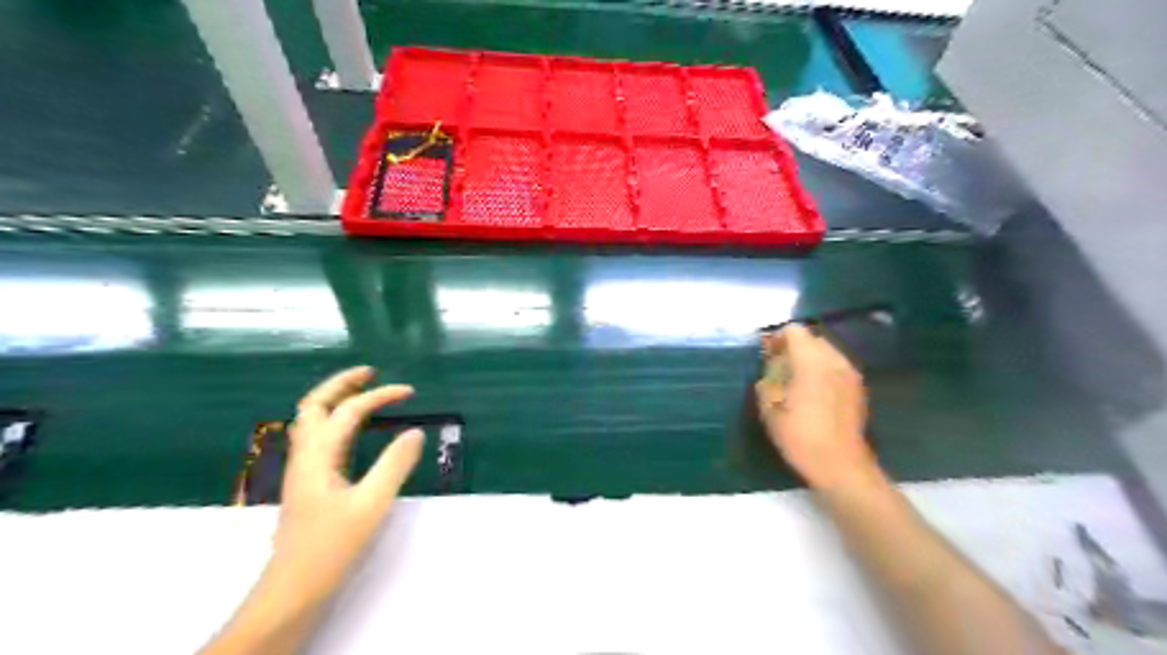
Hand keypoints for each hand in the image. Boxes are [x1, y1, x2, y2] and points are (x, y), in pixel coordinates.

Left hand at [265, 366, 425, 607]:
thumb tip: (415, 432)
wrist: (293, 588)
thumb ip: (394, 465)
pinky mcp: (306, 483)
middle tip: (369, 372)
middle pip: (313, 405)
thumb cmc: (332, 546)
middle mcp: (305, 456)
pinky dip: (333, 419)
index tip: (410, 392)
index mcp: (318, 456)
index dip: (379, 396)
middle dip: (340, 383)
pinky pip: (316, 437)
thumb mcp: (371, 504)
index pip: (348, 411)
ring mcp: (302, 469)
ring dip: (333, 398)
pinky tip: (350, 430)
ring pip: (310, 420)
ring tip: (361, 391)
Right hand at [757, 325, 873, 487]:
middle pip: (812, 338)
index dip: (777, 338)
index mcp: (811, 361)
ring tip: (794, 379)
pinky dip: (822, 369)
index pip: (795, 331)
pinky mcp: (858, 388)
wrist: (839, 464)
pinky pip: (836, 366)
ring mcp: (850, 373)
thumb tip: (769, 368)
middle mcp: (835, 360)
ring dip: (808, 358)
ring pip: (826, 351)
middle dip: (793, 347)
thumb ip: (767, 380)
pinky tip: (812, 391)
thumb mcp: (769, 408)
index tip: (766, 355)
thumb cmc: (799, 435)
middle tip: (777, 366)